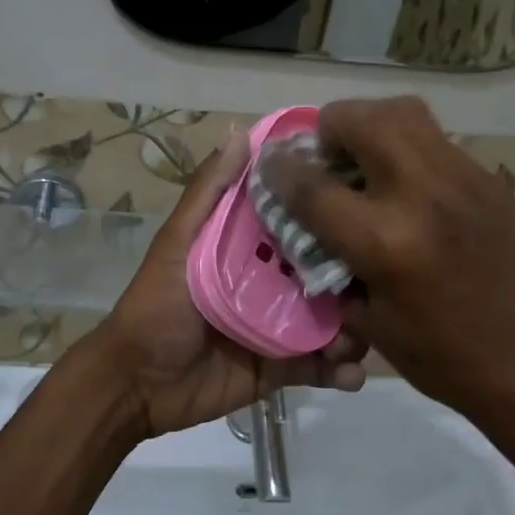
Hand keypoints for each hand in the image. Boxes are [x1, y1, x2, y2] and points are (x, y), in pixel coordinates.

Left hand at [93, 127, 367, 437]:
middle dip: (354, 279)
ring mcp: (281, 325)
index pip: (300, 221)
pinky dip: (342, 371)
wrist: (137, 383)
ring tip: (360, 337)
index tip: (370, 199)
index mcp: (250, 246)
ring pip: (333, 320)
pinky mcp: (283, 367)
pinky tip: (351, 373)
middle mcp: (273, 281)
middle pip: (326, 272)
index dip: (332, 211)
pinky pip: (321, 367)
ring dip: (355, 328)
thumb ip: (208, 193)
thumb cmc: (156, 305)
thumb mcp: (178, 244)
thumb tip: (240, 131)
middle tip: (377, 283)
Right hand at [260, 98, 514, 466]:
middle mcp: (422, 196)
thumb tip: (306, 218)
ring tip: (365, 156)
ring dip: (371, 123)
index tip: (270, 161)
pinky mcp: (490, 180)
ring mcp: (463, 180)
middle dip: (330, 126)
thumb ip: (329, 261)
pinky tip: (409, 184)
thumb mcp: (366, 319)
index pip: (313, 185)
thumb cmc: (438, 355)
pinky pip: (437, 140)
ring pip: (405, 112)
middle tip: (327, 153)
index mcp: (384, 242)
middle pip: (362, 120)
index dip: (280, 168)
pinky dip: (409, 148)